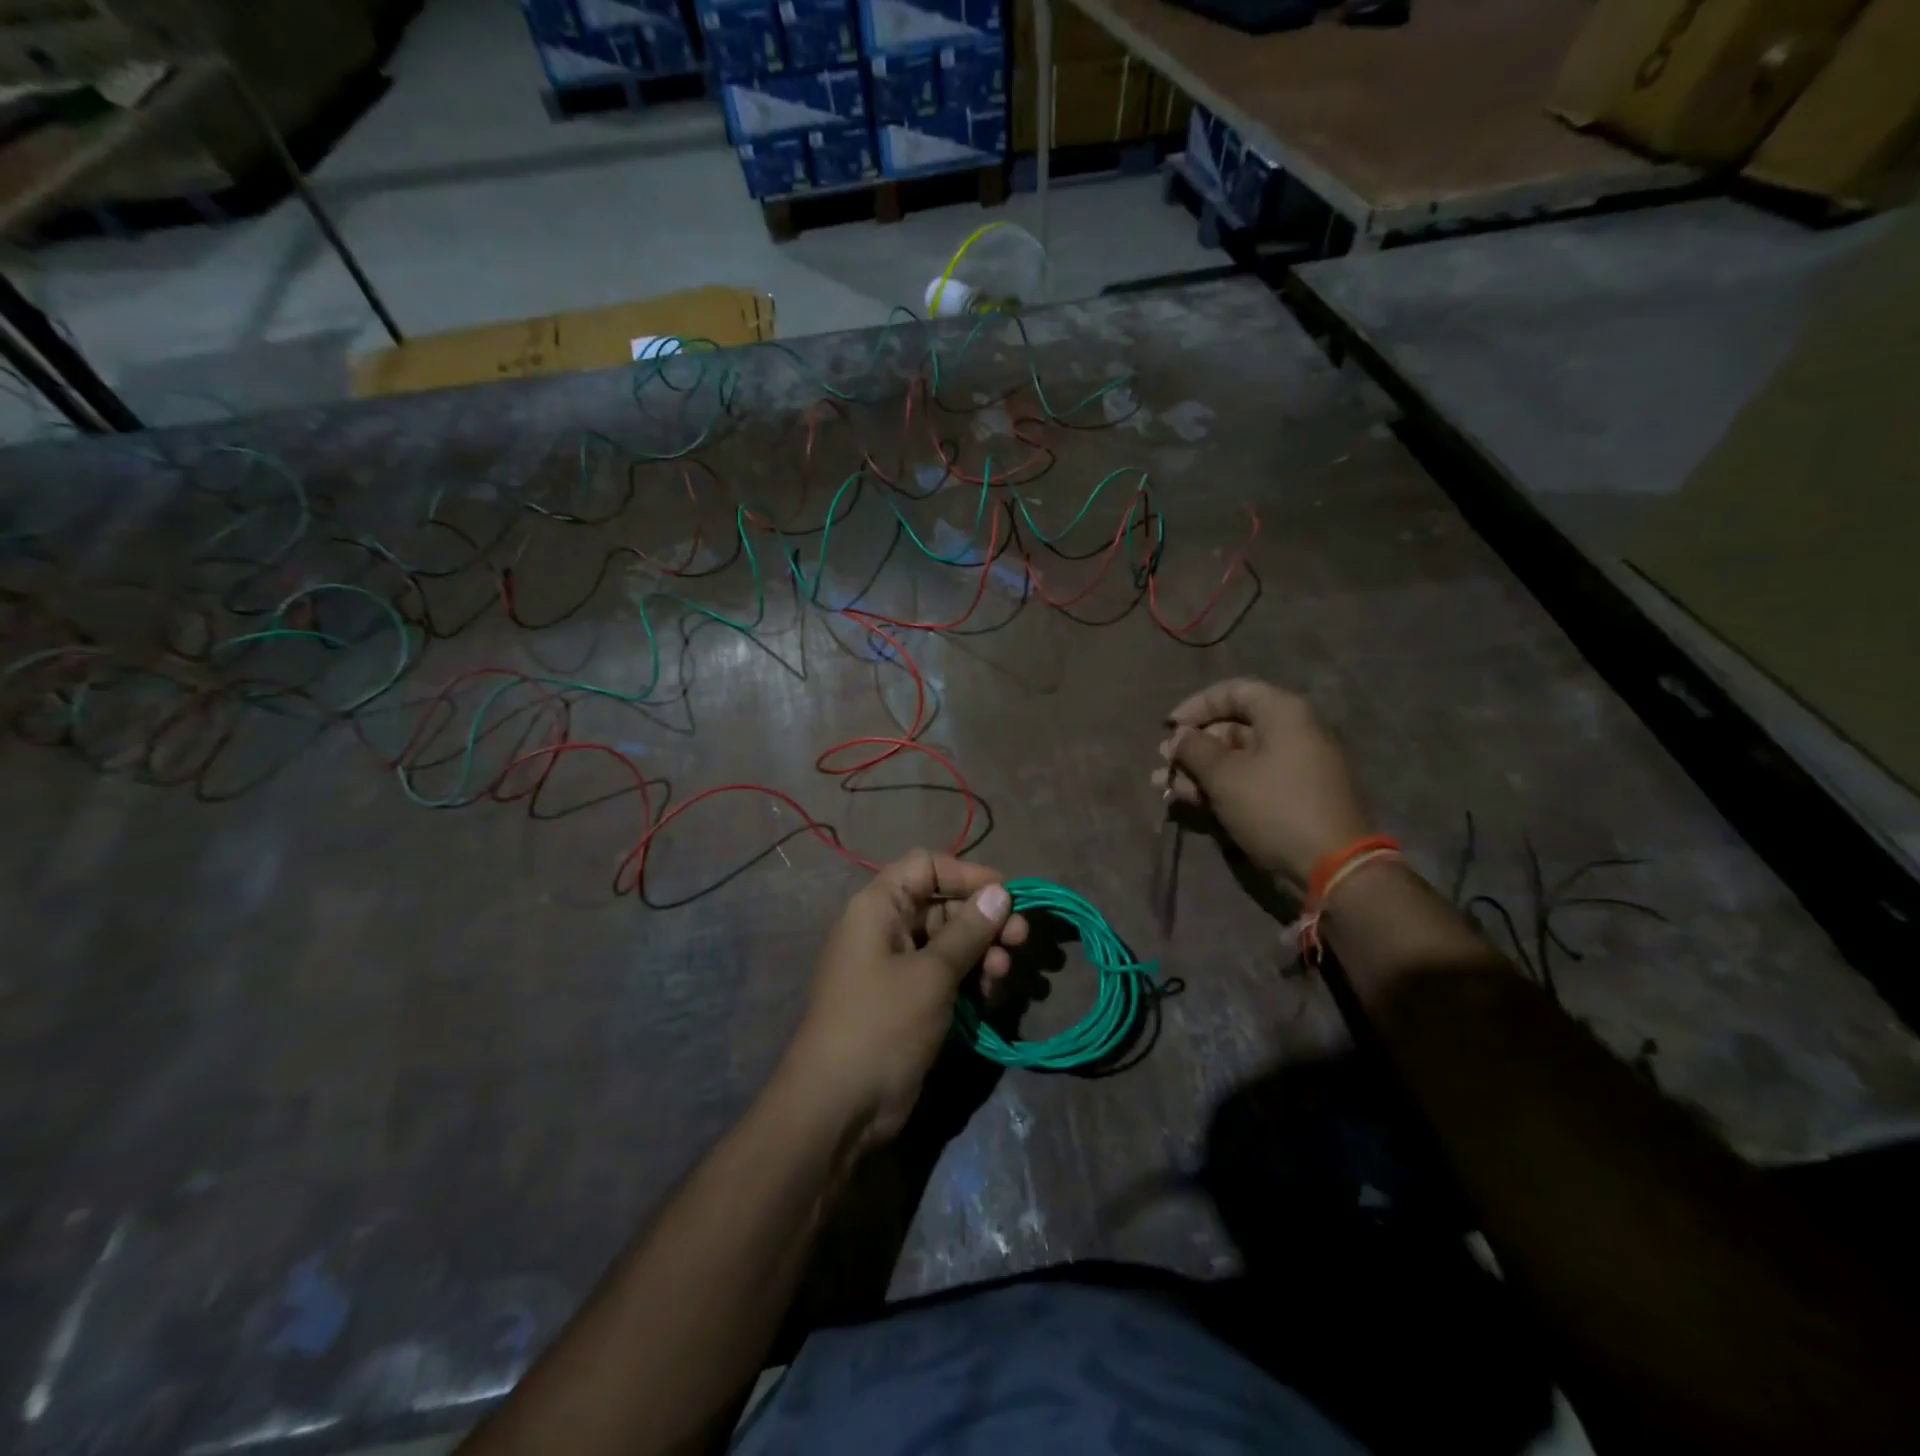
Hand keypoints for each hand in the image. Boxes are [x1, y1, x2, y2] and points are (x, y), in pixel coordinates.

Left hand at [780, 851, 1027, 1152]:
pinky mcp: (908, 1001)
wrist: (838, 1107)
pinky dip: (971, 980)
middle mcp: (885, 928)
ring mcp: (896, 967)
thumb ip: (968, 931)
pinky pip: (945, 975)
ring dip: (983, 952)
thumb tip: (1000, 891)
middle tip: (1021, 939)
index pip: (926, 866)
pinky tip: (993, 997)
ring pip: (949, 942)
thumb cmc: (881, 1024)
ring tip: (1005, 975)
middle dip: (984, 919)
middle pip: (943, 904)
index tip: (1008, 895)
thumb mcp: (931, 974)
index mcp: (878, 907)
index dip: (968, 874)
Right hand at [1151, 678, 1371, 888]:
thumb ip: (1194, 749)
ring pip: (1237, 758)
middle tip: (1164, 762)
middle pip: (1234, 727)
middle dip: (1193, 745)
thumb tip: (1179, 736)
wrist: (1332, 865)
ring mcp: (1295, 767)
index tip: (1169, 728)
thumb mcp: (1225, 775)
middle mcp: (1293, 733)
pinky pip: (1250, 781)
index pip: (1234, 691)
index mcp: (1283, 714)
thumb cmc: (1274, 806)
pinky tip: (1187, 799)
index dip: (1196, 706)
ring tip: (1163, 786)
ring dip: (1199, 770)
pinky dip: (1220, 787)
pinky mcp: (1292, 797)